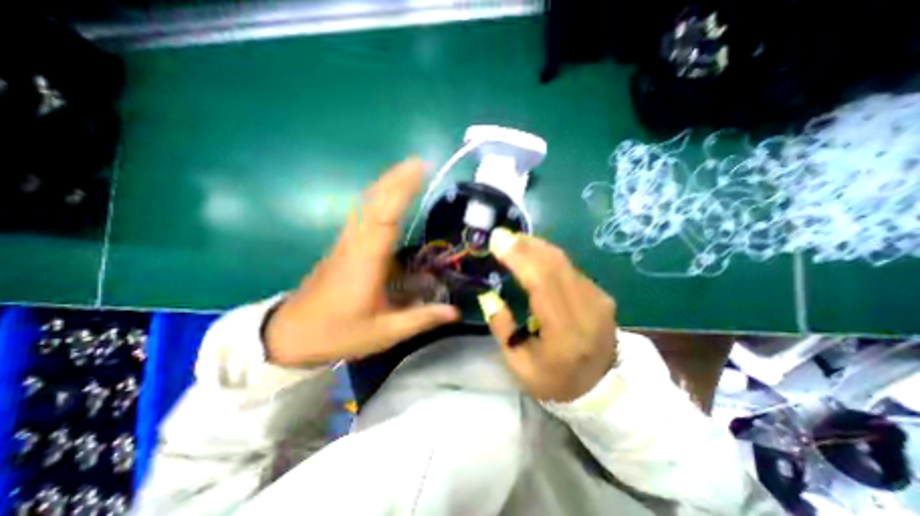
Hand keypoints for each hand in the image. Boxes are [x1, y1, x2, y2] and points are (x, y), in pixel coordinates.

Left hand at [264, 159, 457, 366]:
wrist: (289, 335)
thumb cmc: (337, 333)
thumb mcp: (384, 332)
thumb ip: (421, 319)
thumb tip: (455, 312)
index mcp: (366, 262)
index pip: (385, 216)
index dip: (402, 190)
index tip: (421, 169)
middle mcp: (355, 244)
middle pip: (373, 201)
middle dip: (396, 178)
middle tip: (420, 163)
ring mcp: (346, 243)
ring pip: (365, 205)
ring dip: (386, 185)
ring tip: (408, 173)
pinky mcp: (343, 246)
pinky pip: (362, 215)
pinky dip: (377, 200)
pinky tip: (389, 198)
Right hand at [483, 229, 617, 402]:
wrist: (602, 390)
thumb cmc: (555, 381)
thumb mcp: (519, 365)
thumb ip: (502, 328)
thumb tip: (489, 295)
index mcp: (566, 334)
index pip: (543, 283)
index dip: (520, 257)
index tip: (498, 241)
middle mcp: (588, 310)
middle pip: (555, 265)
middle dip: (525, 245)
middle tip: (502, 236)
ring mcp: (598, 299)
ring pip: (564, 261)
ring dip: (536, 247)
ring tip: (514, 240)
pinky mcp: (600, 294)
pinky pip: (570, 267)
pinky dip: (548, 256)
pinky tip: (533, 254)